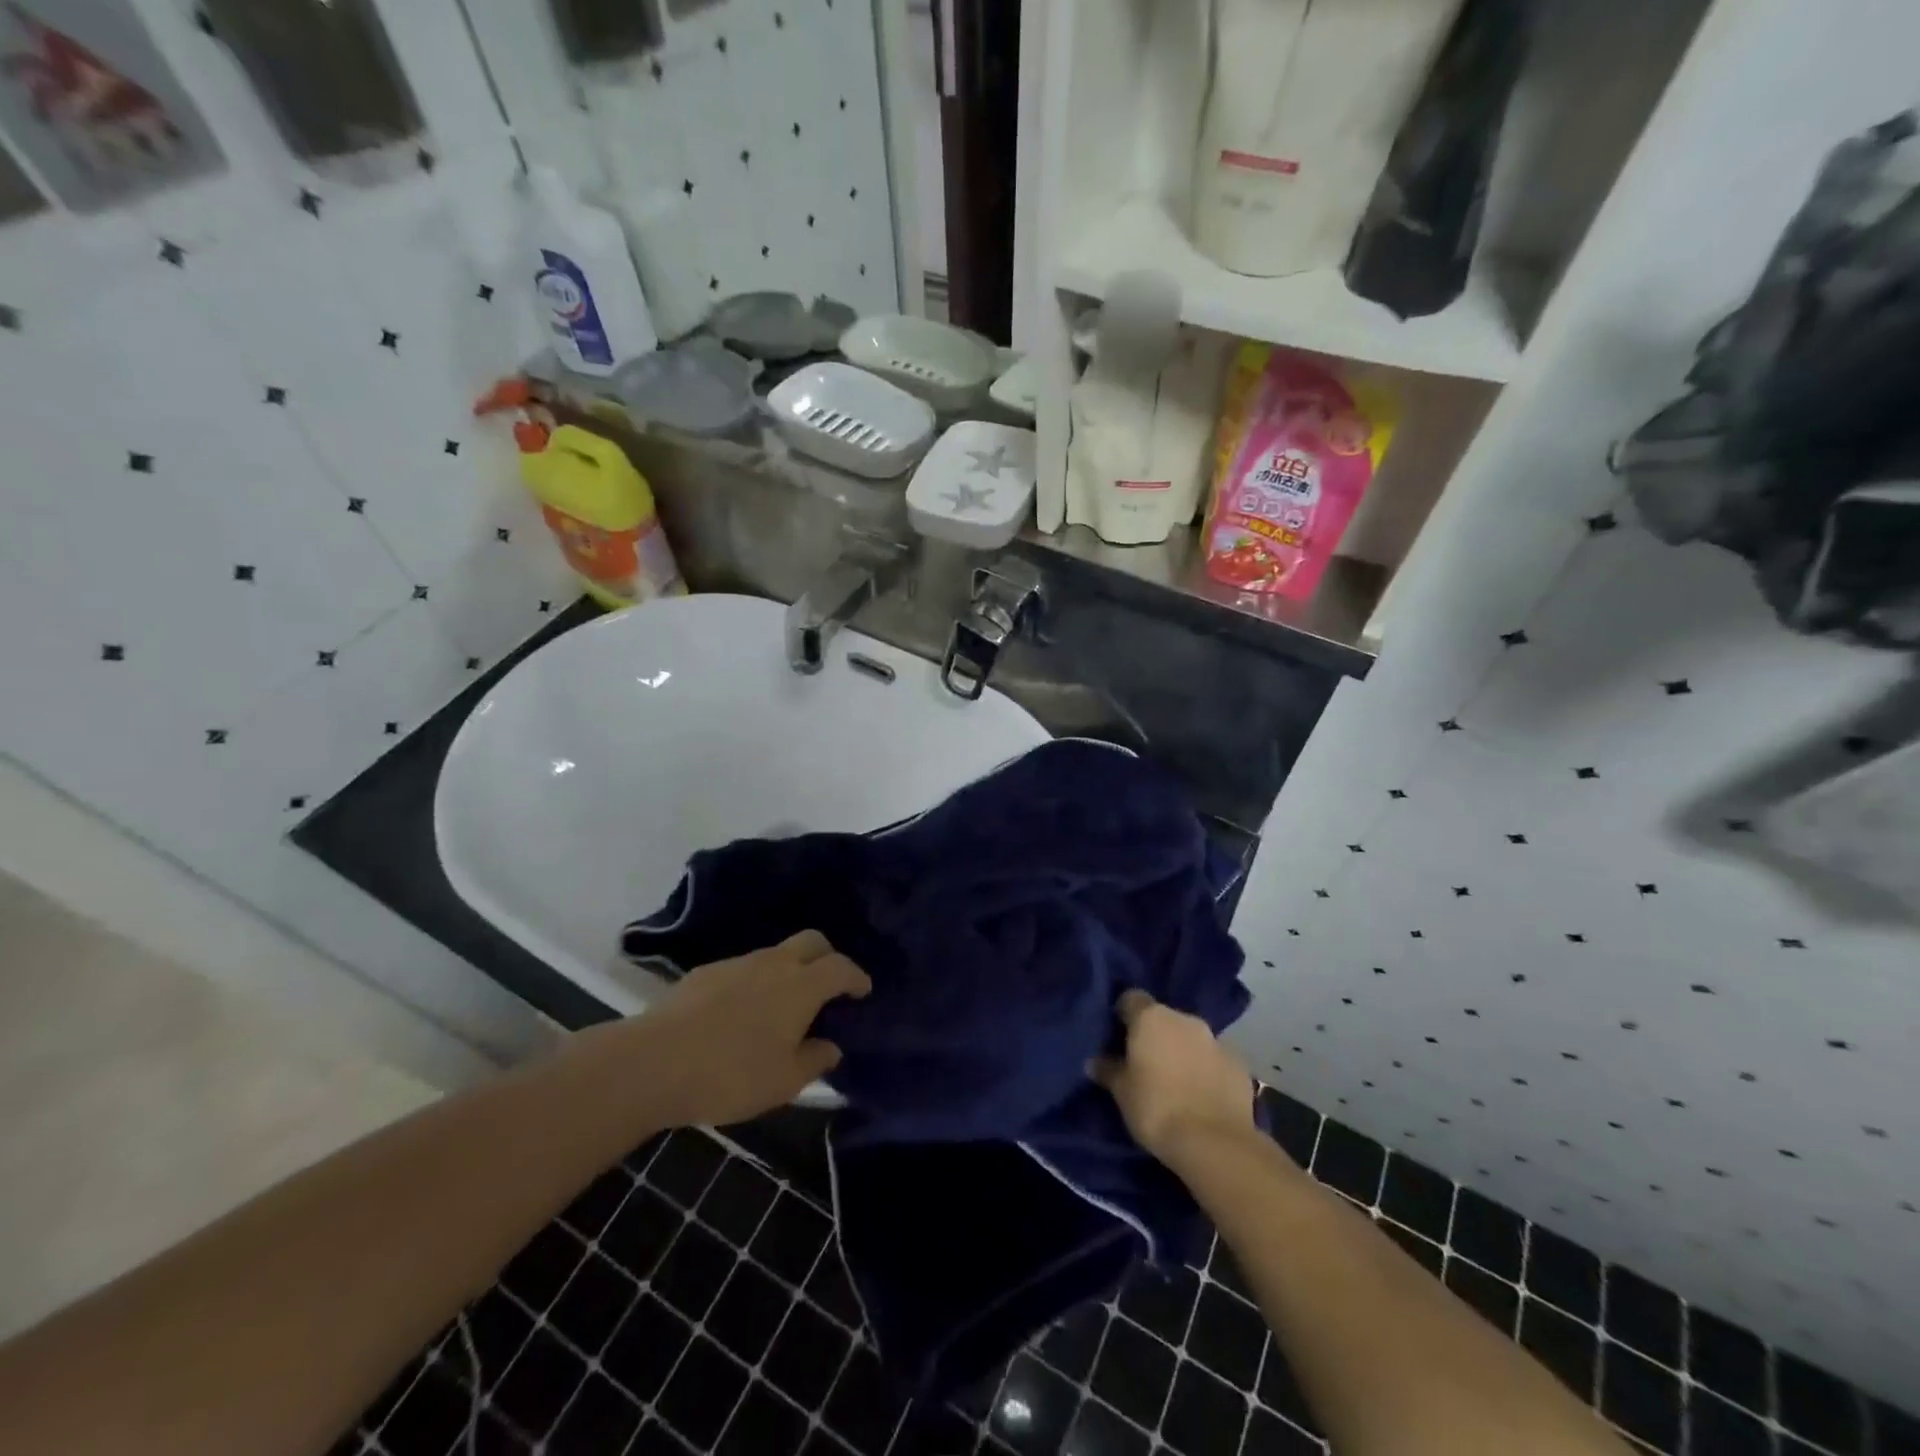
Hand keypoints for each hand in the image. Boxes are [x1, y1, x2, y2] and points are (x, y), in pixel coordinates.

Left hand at [636, 930, 871, 1127]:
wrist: (654, 1062)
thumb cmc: (731, 1074)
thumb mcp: (784, 1082)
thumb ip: (815, 1060)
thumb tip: (831, 1046)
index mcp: (801, 986)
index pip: (840, 967)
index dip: (856, 977)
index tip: (862, 991)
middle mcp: (774, 963)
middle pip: (812, 941)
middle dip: (827, 956)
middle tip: (829, 985)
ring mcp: (738, 964)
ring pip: (776, 953)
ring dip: (790, 970)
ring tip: (784, 1006)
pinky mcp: (706, 973)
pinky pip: (745, 969)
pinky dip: (756, 982)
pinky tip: (742, 1013)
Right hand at [1092, 989, 1255, 1166]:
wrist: (1215, 1143)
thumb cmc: (1156, 1108)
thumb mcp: (1121, 1092)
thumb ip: (1108, 1070)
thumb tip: (1094, 1061)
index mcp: (1152, 1017)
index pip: (1131, 998)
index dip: (1123, 1014)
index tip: (1118, 1035)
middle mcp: (1185, 1019)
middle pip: (1164, 1017)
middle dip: (1155, 1035)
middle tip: (1145, 1062)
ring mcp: (1216, 1040)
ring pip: (1191, 1037)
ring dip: (1182, 1051)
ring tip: (1175, 1080)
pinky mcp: (1239, 1064)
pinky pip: (1214, 1059)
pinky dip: (1206, 1069)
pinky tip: (1201, 1093)